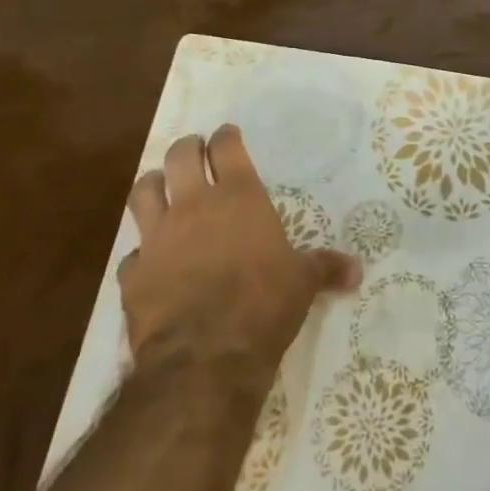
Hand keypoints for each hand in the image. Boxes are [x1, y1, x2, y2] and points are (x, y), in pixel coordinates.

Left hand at [120, 125, 361, 382]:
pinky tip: (149, 260)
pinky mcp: (133, 273)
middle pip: (180, 157)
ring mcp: (158, 237)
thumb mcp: (303, 283)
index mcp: (239, 197)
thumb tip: (357, 270)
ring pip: (144, 191)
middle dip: (187, 148)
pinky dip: (141, 251)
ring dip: (153, 184)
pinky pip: (132, 252)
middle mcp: (194, 206)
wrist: (205, 356)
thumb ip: (325, 268)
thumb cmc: (263, 305)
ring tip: (160, 186)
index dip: (226, 137)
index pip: (227, 148)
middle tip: (194, 151)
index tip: (228, 134)